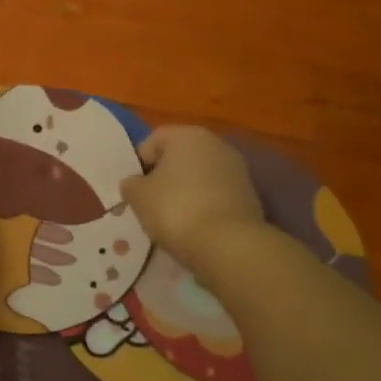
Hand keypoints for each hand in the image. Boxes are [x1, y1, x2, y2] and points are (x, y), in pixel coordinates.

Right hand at [119, 126, 264, 270]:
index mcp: (187, 135)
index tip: (134, 189)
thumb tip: (135, 183)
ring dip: (185, 192)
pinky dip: (204, 206)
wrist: (228, 245)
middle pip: (179, 157)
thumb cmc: (176, 209)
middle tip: (150, 203)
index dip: (138, 163)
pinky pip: (216, 195)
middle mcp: (216, 144)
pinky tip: (196, 227)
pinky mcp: (250, 196)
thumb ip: (131, 184)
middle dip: (164, 177)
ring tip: (173, 219)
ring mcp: (237, 170)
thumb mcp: (138, 196)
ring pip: (199, 177)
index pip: (153, 140)